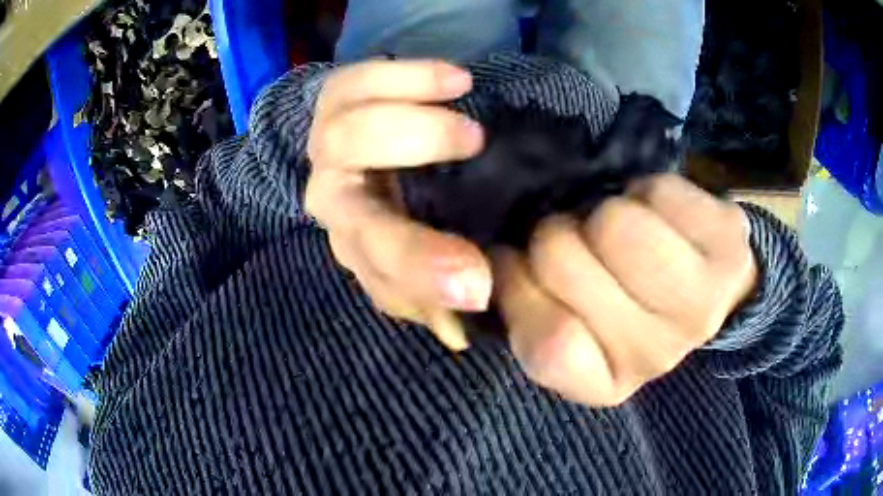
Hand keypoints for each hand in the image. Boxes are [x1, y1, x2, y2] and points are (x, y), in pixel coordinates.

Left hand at [305, 60, 490, 349]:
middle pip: (348, 206)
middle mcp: (332, 201)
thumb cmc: (396, 204)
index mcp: (359, 246)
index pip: (382, 272)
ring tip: (468, 119)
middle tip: (476, 146)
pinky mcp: (334, 99)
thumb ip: (433, 292)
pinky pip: (357, 83)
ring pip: (345, 136)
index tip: (478, 284)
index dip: (425, 279)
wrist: (357, 148)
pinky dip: (406, 76)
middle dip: (408, 201)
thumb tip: (458, 334)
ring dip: (413, 127)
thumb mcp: (415, 252)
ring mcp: (327, 145)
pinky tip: (455, 80)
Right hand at [493, 174, 757, 405]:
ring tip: (628, 231)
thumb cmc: (626, 300)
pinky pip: (658, 192)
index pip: (545, 344)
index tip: (520, 261)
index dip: (517, 287)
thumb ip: (523, 308)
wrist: (707, 283)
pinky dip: (648, 191)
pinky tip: (664, 218)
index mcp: (606, 380)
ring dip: (606, 213)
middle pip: (564, 262)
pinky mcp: (729, 245)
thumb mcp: (568, 320)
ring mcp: (701, 302)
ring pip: (614, 224)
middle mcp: (654, 356)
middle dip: (560, 236)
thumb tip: (490, 265)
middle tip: (585, 245)